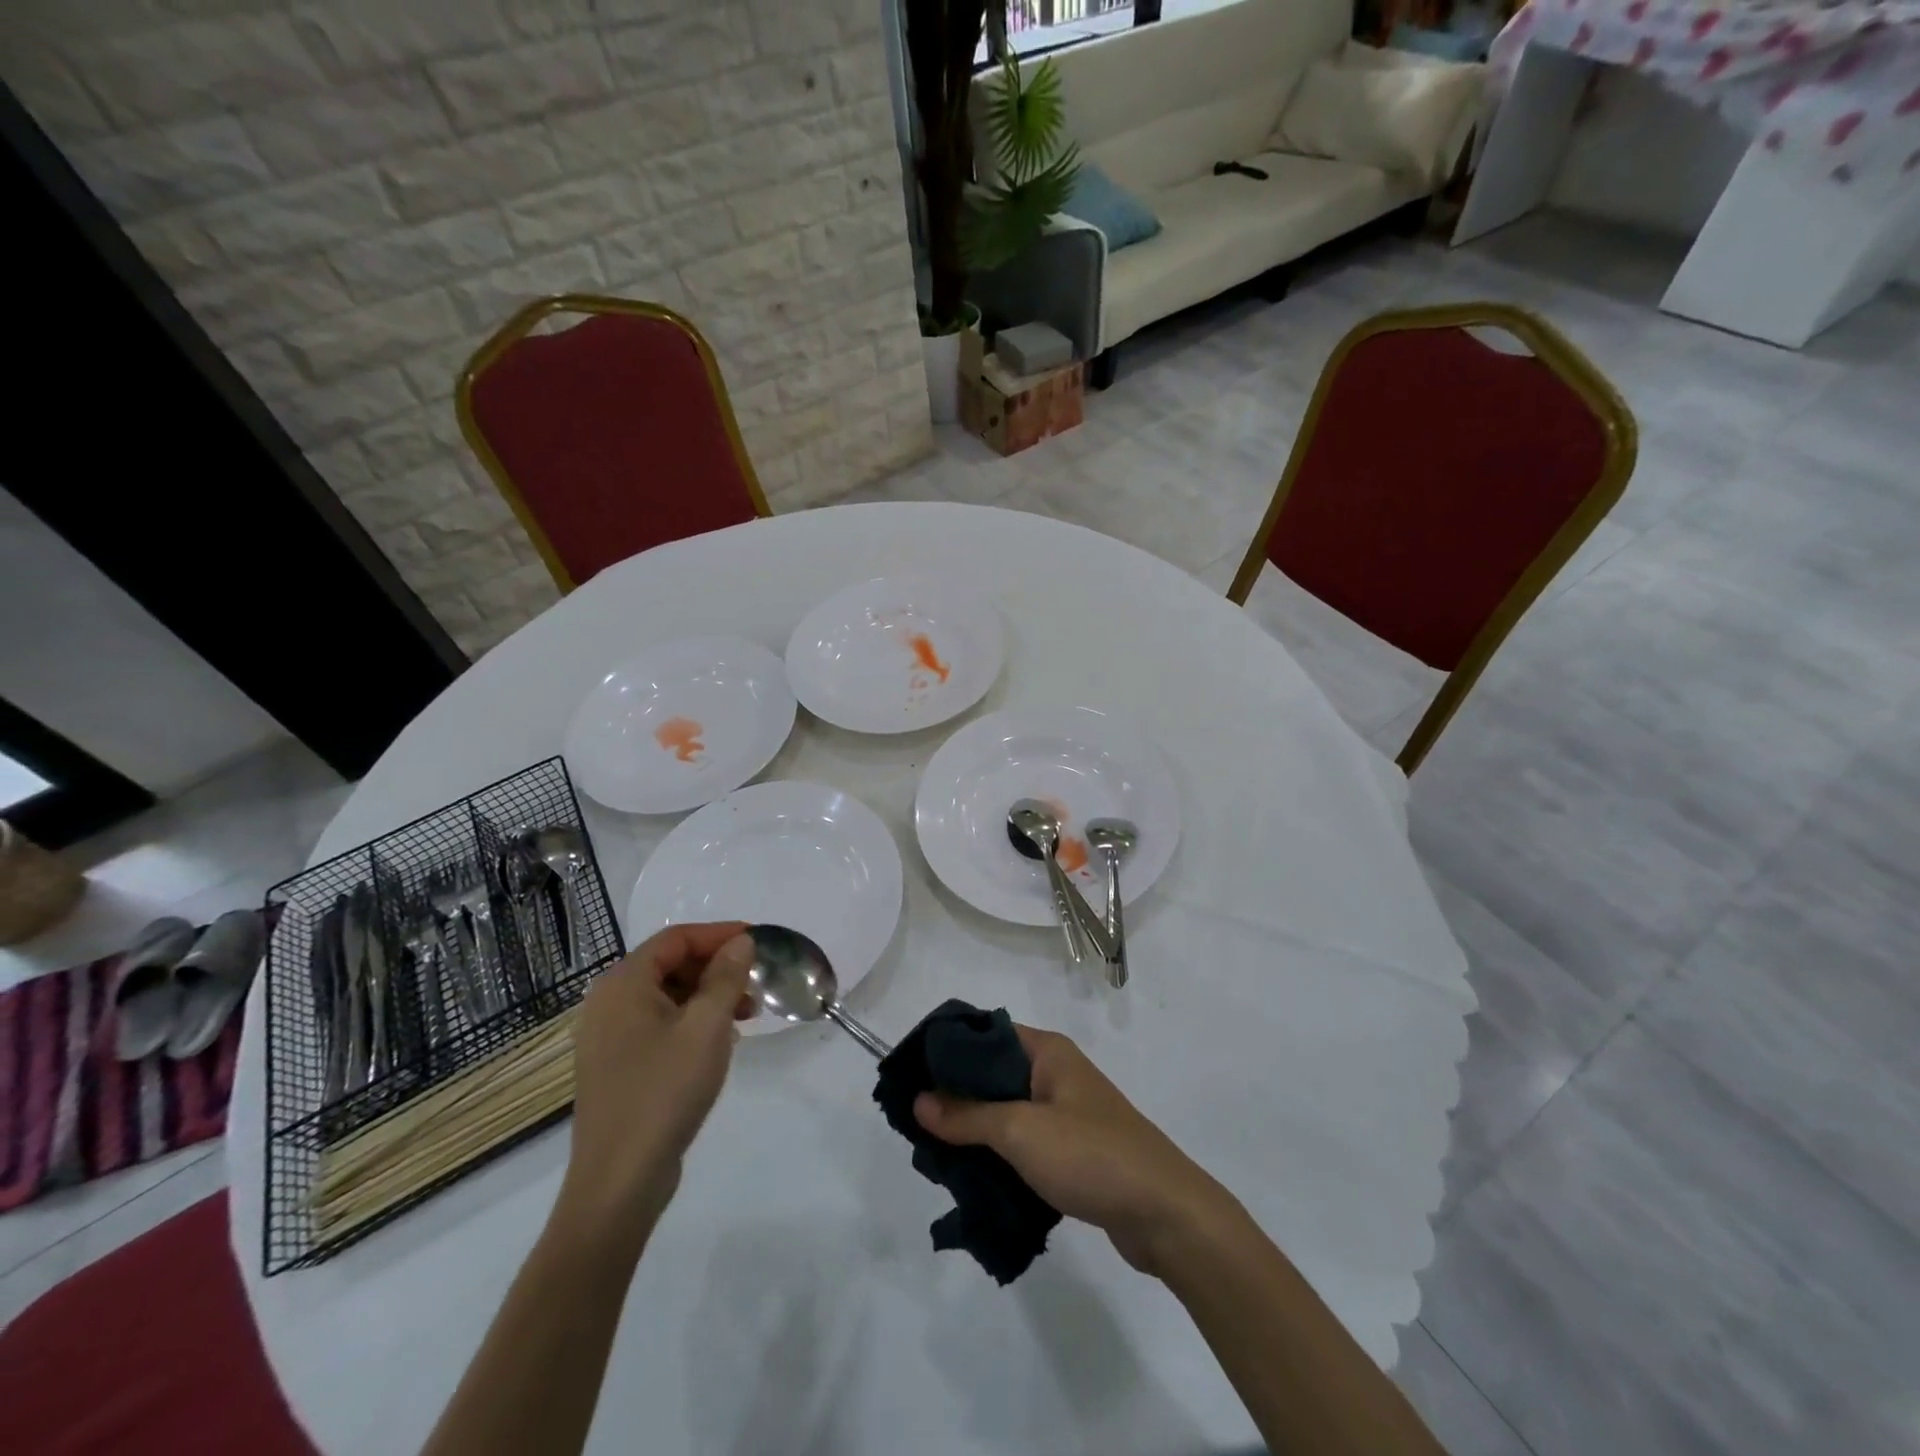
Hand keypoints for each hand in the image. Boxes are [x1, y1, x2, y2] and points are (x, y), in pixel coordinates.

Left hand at [556, 922, 756, 1247]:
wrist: (619, 1181)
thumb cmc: (664, 1091)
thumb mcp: (706, 1027)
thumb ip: (726, 977)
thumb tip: (741, 942)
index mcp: (623, 984)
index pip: (676, 939)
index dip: (719, 935)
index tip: (757, 941)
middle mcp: (608, 1003)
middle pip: (670, 965)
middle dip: (717, 968)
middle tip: (755, 984)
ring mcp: (609, 1037)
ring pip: (668, 996)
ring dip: (709, 996)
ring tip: (746, 1016)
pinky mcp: (618, 1065)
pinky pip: (660, 1024)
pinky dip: (692, 1021)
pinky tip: (720, 1041)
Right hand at [914, 1025, 1225, 1274]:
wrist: (1166, 1214)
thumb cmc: (1091, 1155)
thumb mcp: (1020, 1131)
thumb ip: (967, 1115)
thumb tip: (919, 1099)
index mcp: (1047, 1052)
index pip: (986, 1033)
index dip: (948, 1049)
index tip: (910, 1073)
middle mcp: (1056, 1073)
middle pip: (993, 1073)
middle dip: (955, 1095)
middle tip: (915, 1120)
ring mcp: (1066, 1113)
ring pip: (1007, 1110)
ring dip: (975, 1128)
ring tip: (934, 1151)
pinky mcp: (1073, 1151)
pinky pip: (1024, 1141)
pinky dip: (998, 1153)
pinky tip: (971, 1175)